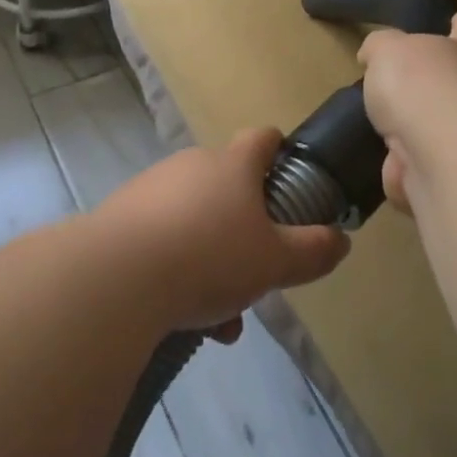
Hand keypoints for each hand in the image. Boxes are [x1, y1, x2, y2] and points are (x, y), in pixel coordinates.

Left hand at [92, 129, 350, 333]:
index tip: (290, 182)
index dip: (281, 154)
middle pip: (229, 188)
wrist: (117, 276)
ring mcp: (152, 188)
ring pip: (195, 222)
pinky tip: (183, 317)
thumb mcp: (276, 261)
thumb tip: (340, 240)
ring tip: (219, 317)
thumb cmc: (210, 257)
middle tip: (256, 273)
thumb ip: (314, 251)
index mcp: (232, 165)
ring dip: (212, 261)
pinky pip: (162, 240)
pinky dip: (178, 271)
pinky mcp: (121, 216)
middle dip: (246, 231)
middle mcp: (191, 166)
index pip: (263, 139)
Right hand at [358, 12, 456, 216]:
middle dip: (427, 89)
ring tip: (379, 133)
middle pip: (449, 85)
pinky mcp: (446, 174)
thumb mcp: (386, 48)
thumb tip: (372, 56)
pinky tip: (383, 165)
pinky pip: (416, 169)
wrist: (437, 149)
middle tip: (395, 90)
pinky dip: (400, 171)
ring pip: (431, 131)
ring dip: (409, 134)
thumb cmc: (416, 83)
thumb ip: (379, 47)